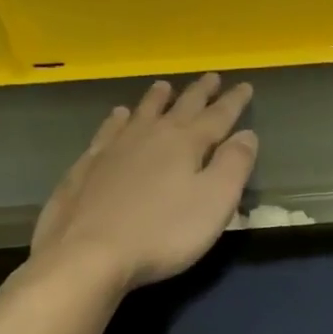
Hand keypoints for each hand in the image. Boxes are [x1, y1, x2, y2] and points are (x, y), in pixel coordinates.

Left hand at [28, 74, 257, 295]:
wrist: (86, 256)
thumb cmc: (163, 232)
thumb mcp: (215, 201)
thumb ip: (234, 164)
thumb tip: (247, 134)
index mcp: (186, 144)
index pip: (217, 116)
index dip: (233, 101)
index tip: (245, 85)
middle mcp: (150, 137)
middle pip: (180, 108)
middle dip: (199, 92)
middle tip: (210, 76)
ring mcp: (113, 150)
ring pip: (141, 114)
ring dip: (155, 99)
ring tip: (163, 86)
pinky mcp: (86, 168)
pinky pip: (106, 132)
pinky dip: (116, 120)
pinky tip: (117, 116)